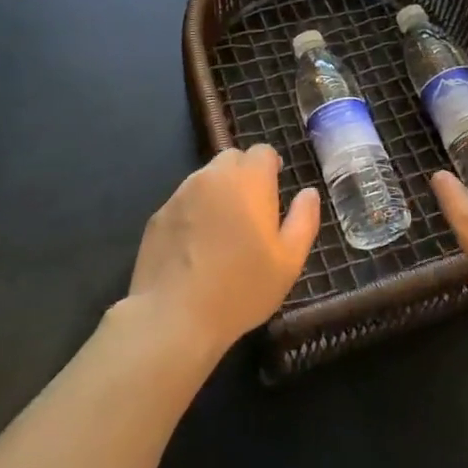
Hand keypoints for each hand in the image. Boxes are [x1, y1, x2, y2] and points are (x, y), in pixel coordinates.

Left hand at [127, 146, 320, 355]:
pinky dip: (193, 213)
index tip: (274, 193)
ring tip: (222, 232)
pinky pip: (183, 202)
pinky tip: (195, 248)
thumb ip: (304, 219)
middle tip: (251, 213)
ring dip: (217, 193)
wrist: (174, 316)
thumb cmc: (241, 288)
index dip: (271, 167)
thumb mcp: (289, 261)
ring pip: (205, 179)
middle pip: (232, 159)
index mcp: (249, 180)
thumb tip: (309, 193)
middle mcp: (212, 176)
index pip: (263, 151)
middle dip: (244, 176)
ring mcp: (180, 194)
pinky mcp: (158, 216)